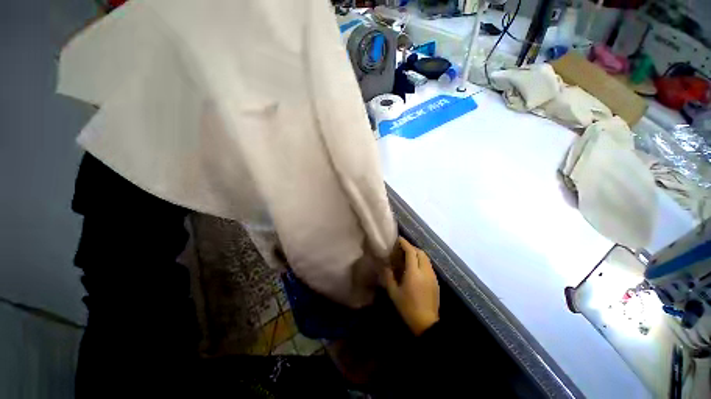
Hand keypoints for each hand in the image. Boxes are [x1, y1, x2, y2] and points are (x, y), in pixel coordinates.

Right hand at [383, 237, 439, 335]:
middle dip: (412, 247)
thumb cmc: (407, 307)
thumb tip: (385, 265)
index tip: (399, 239)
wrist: (426, 323)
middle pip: (421, 253)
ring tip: (408, 256)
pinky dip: (422, 261)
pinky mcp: (436, 281)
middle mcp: (425, 271)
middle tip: (402, 248)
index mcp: (414, 273)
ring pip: (426, 258)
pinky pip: (429, 265)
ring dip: (418, 253)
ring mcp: (432, 276)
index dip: (405, 244)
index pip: (411, 252)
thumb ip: (389, 276)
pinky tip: (416, 267)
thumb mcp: (394, 293)